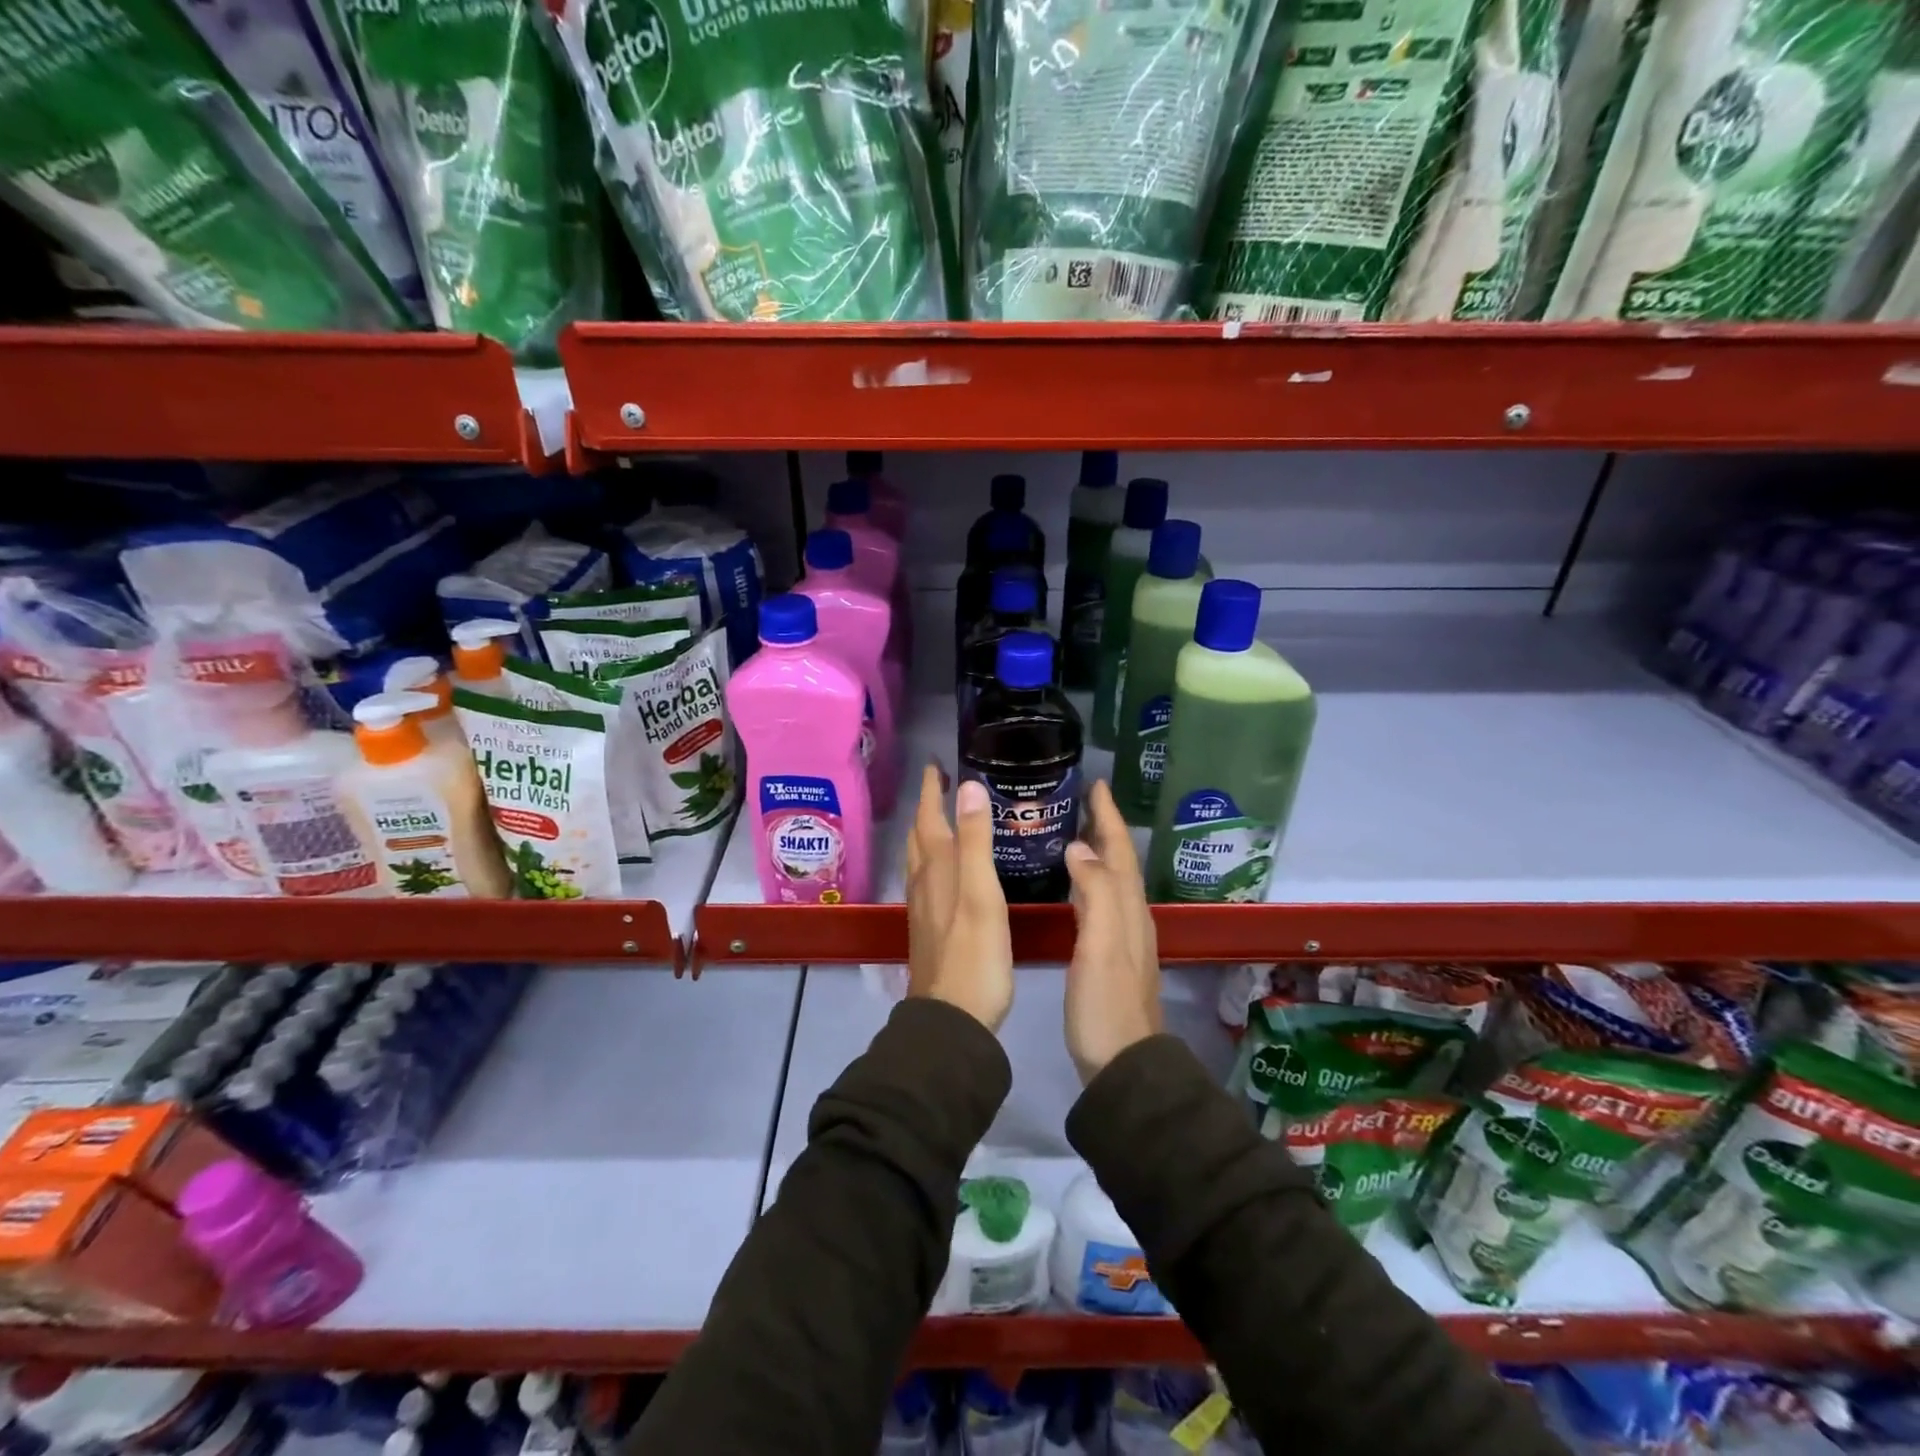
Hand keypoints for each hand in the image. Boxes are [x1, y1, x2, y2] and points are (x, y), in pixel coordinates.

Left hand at [906, 762, 1013, 1031]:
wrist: (952, 1018)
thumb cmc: (974, 955)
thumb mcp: (981, 892)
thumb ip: (976, 840)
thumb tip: (968, 786)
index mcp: (936, 868)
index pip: (929, 817)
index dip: (931, 790)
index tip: (935, 763)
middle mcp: (924, 882)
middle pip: (920, 835)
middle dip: (928, 806)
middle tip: (941, 783)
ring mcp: (924, 908)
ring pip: (920, 858)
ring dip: (928, 832)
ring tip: (942, 818)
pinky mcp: (930, 929)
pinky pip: (928, 880)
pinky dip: (935, 860)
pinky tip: (947, 872)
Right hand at [1063, 779, 1162, 1083]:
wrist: (1123, 1063)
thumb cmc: (1106, 1003)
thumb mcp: (1101, 945)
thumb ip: (1095, 893)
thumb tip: (1080, 847)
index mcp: (1127, 909)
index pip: (1119, 851)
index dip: (1108, 818)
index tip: (1096, 785)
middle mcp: (1131, 917)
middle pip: (1120, 862)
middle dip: (1105, 828)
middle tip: (1085, 800)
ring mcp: (1123, 938)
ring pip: (1113, 881)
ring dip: (1099, 852)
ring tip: (1077, 832)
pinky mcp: (1111, 956)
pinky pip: (1102, 902)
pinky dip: (1091, 881)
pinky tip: (1075, 886)